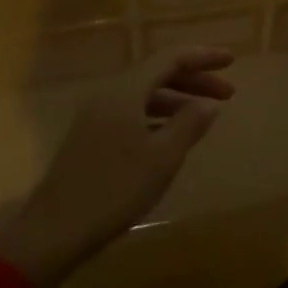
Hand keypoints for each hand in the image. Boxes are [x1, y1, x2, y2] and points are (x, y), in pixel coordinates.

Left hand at [0, 47, 235, 287]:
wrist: (55, 230)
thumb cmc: (115, 189)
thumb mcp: (162, 157)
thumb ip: (189, 124)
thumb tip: (209, 104)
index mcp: (127, 90)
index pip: (171, 58)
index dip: (203, 57)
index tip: (232, 62)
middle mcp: (110, 93)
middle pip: (158, 73)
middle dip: (194, 80)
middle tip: (228, 93)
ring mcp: (97, 114)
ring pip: (145, 94)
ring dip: (177, 99)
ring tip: (204, 116)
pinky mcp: (91, 136)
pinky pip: (132, 111)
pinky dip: (158, 115)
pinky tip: (172, 135)